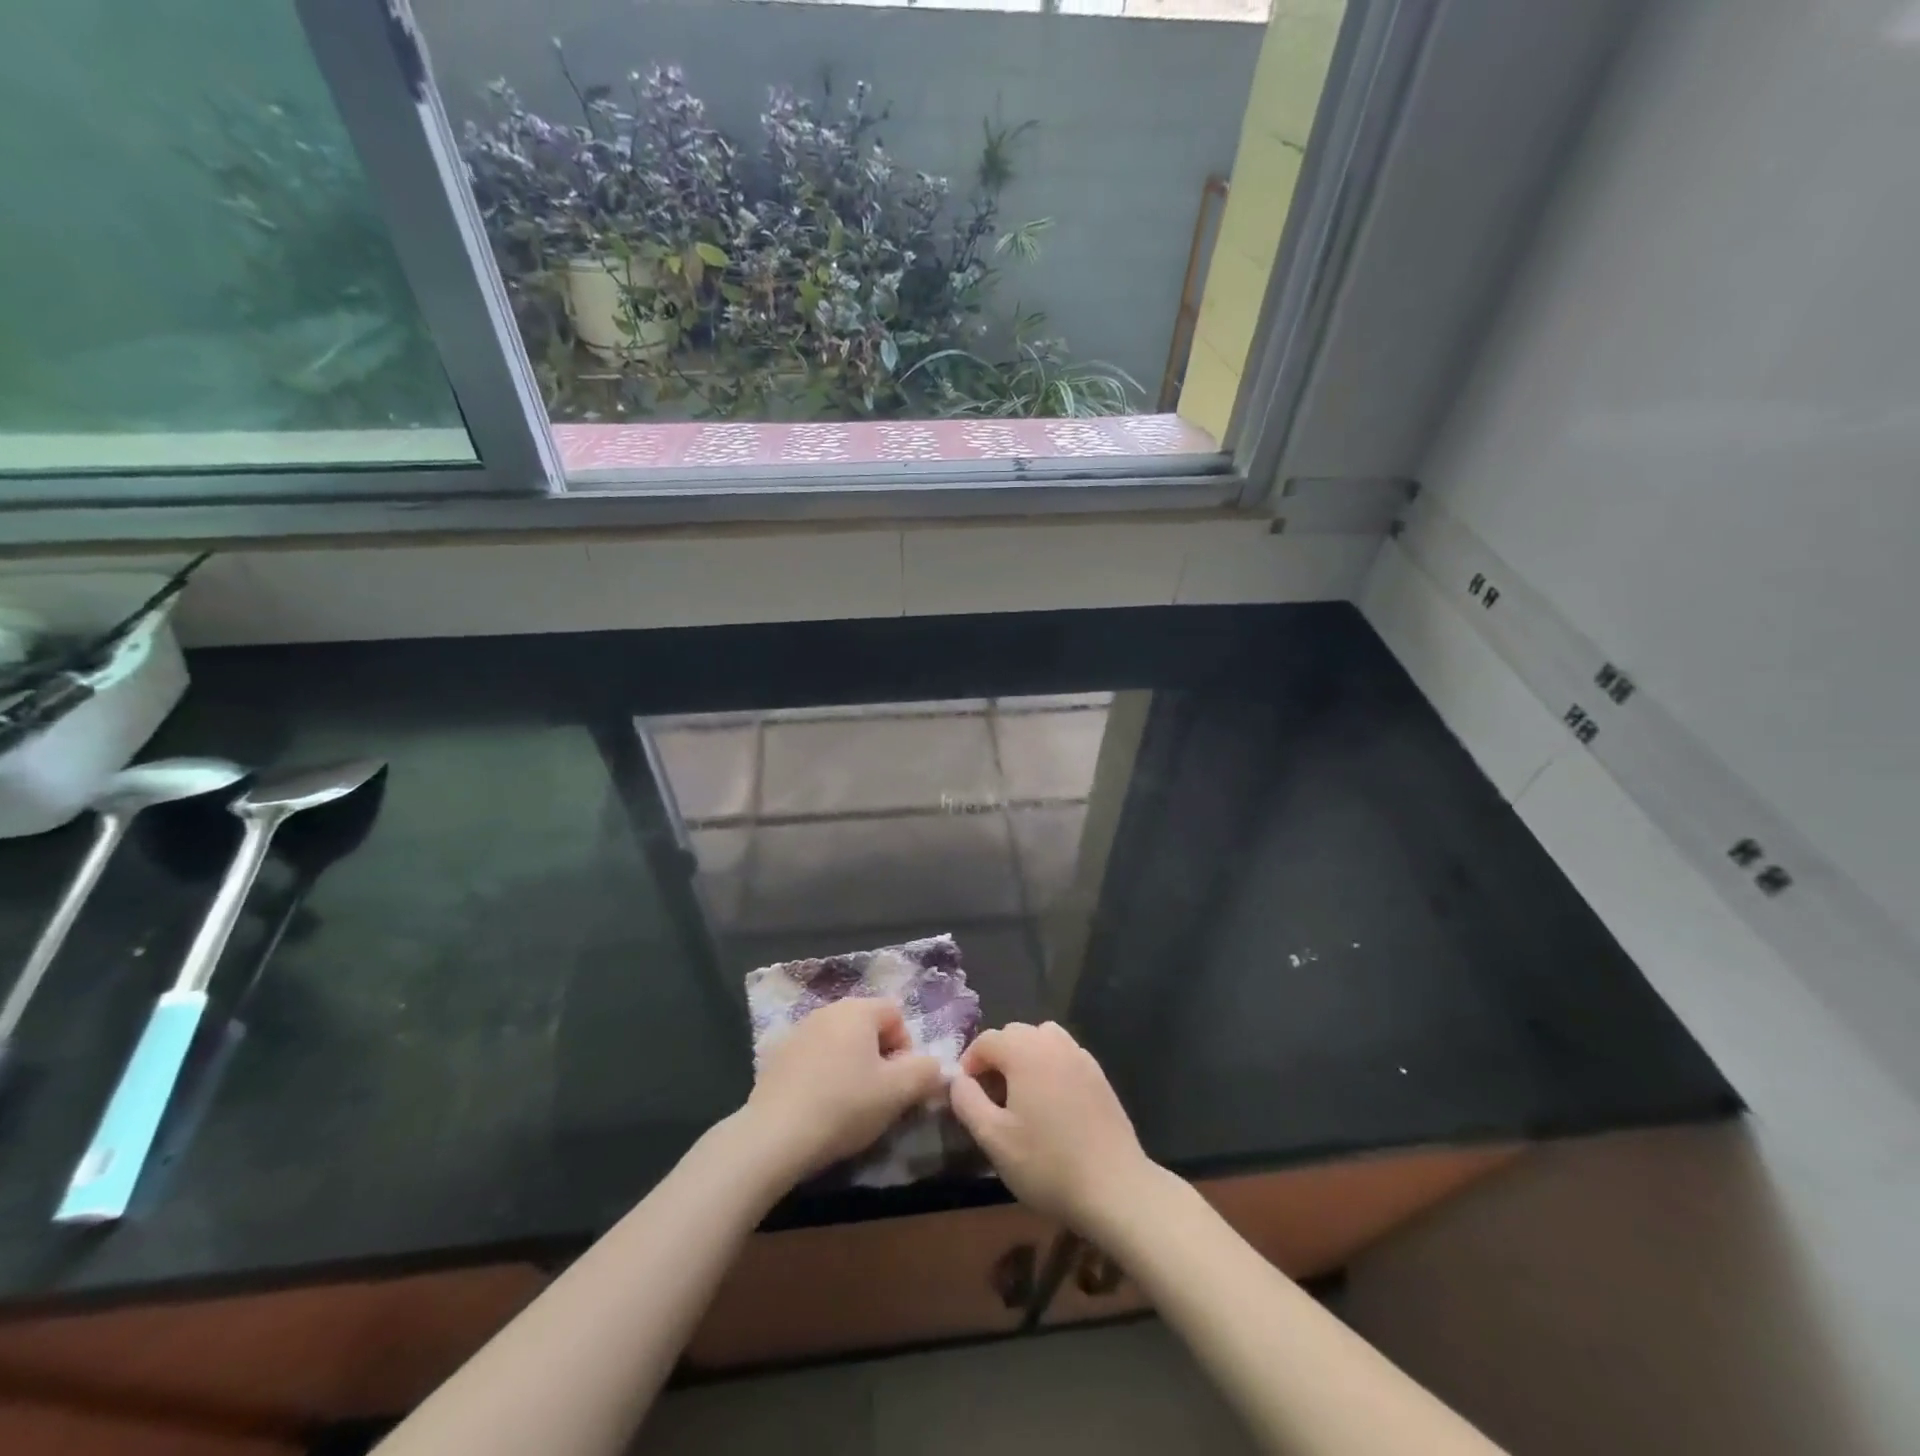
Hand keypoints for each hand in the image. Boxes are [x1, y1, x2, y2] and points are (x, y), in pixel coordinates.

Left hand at [742, 998, 946, 1184]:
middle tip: (878, 1095)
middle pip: (867, 1026)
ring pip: (840, 1042)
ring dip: (852, 1065)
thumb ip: (926, 1072)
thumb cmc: (843, 1106)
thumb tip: (935, 1066)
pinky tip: (820, 1106)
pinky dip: (824, 1074)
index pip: (896, 1014)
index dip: (906, 1048)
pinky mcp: (777, 1056)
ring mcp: (798, 1031)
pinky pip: (815, 1057)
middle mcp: (827, 1010)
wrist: (773, 1136)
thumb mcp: (897, 1093)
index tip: (899, 1083)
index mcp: (857, 1010)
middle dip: (879, 1057)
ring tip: (849, 1104)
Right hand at [949, 1021, 1157, 1231]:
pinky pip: (1064, 1056)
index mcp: (1025, 1051)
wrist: (1114, 1187)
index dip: (969, 1064)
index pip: (986, 1040)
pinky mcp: (1099, 1075)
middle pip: (1014, 1034)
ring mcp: (1080, 1056)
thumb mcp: (993, 1138)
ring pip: (1042, 1040)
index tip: (966, 1097)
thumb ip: (967, 1101)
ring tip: (1020, 1096)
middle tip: (990, 1099)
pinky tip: (1051, 1105)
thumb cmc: (1047, 1163)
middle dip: (996, 1059)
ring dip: (1024, 1058)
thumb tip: (957, 1080)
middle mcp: (1053, 1043)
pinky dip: (1049, 1067)